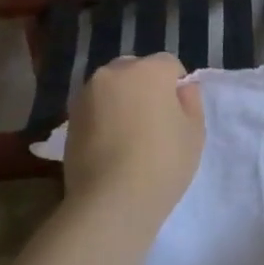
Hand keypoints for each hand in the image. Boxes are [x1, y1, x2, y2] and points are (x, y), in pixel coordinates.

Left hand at [60, 53, 205, 221]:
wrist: (112, 200)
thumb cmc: (164, 161)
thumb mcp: (195, 132)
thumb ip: (191, 102)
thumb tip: (182, 89)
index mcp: (148, 71)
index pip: (169, 64)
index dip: (177, 86)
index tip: (179, 113)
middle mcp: (112, 74)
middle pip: (135, 70)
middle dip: (145, 87)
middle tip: (154, 121)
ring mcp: (86, 96)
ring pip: (111, 89)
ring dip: (122, 102)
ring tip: (130, 136)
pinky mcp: (69, 120)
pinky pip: (95, 109)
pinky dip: (104, 119)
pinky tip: (111, 147)